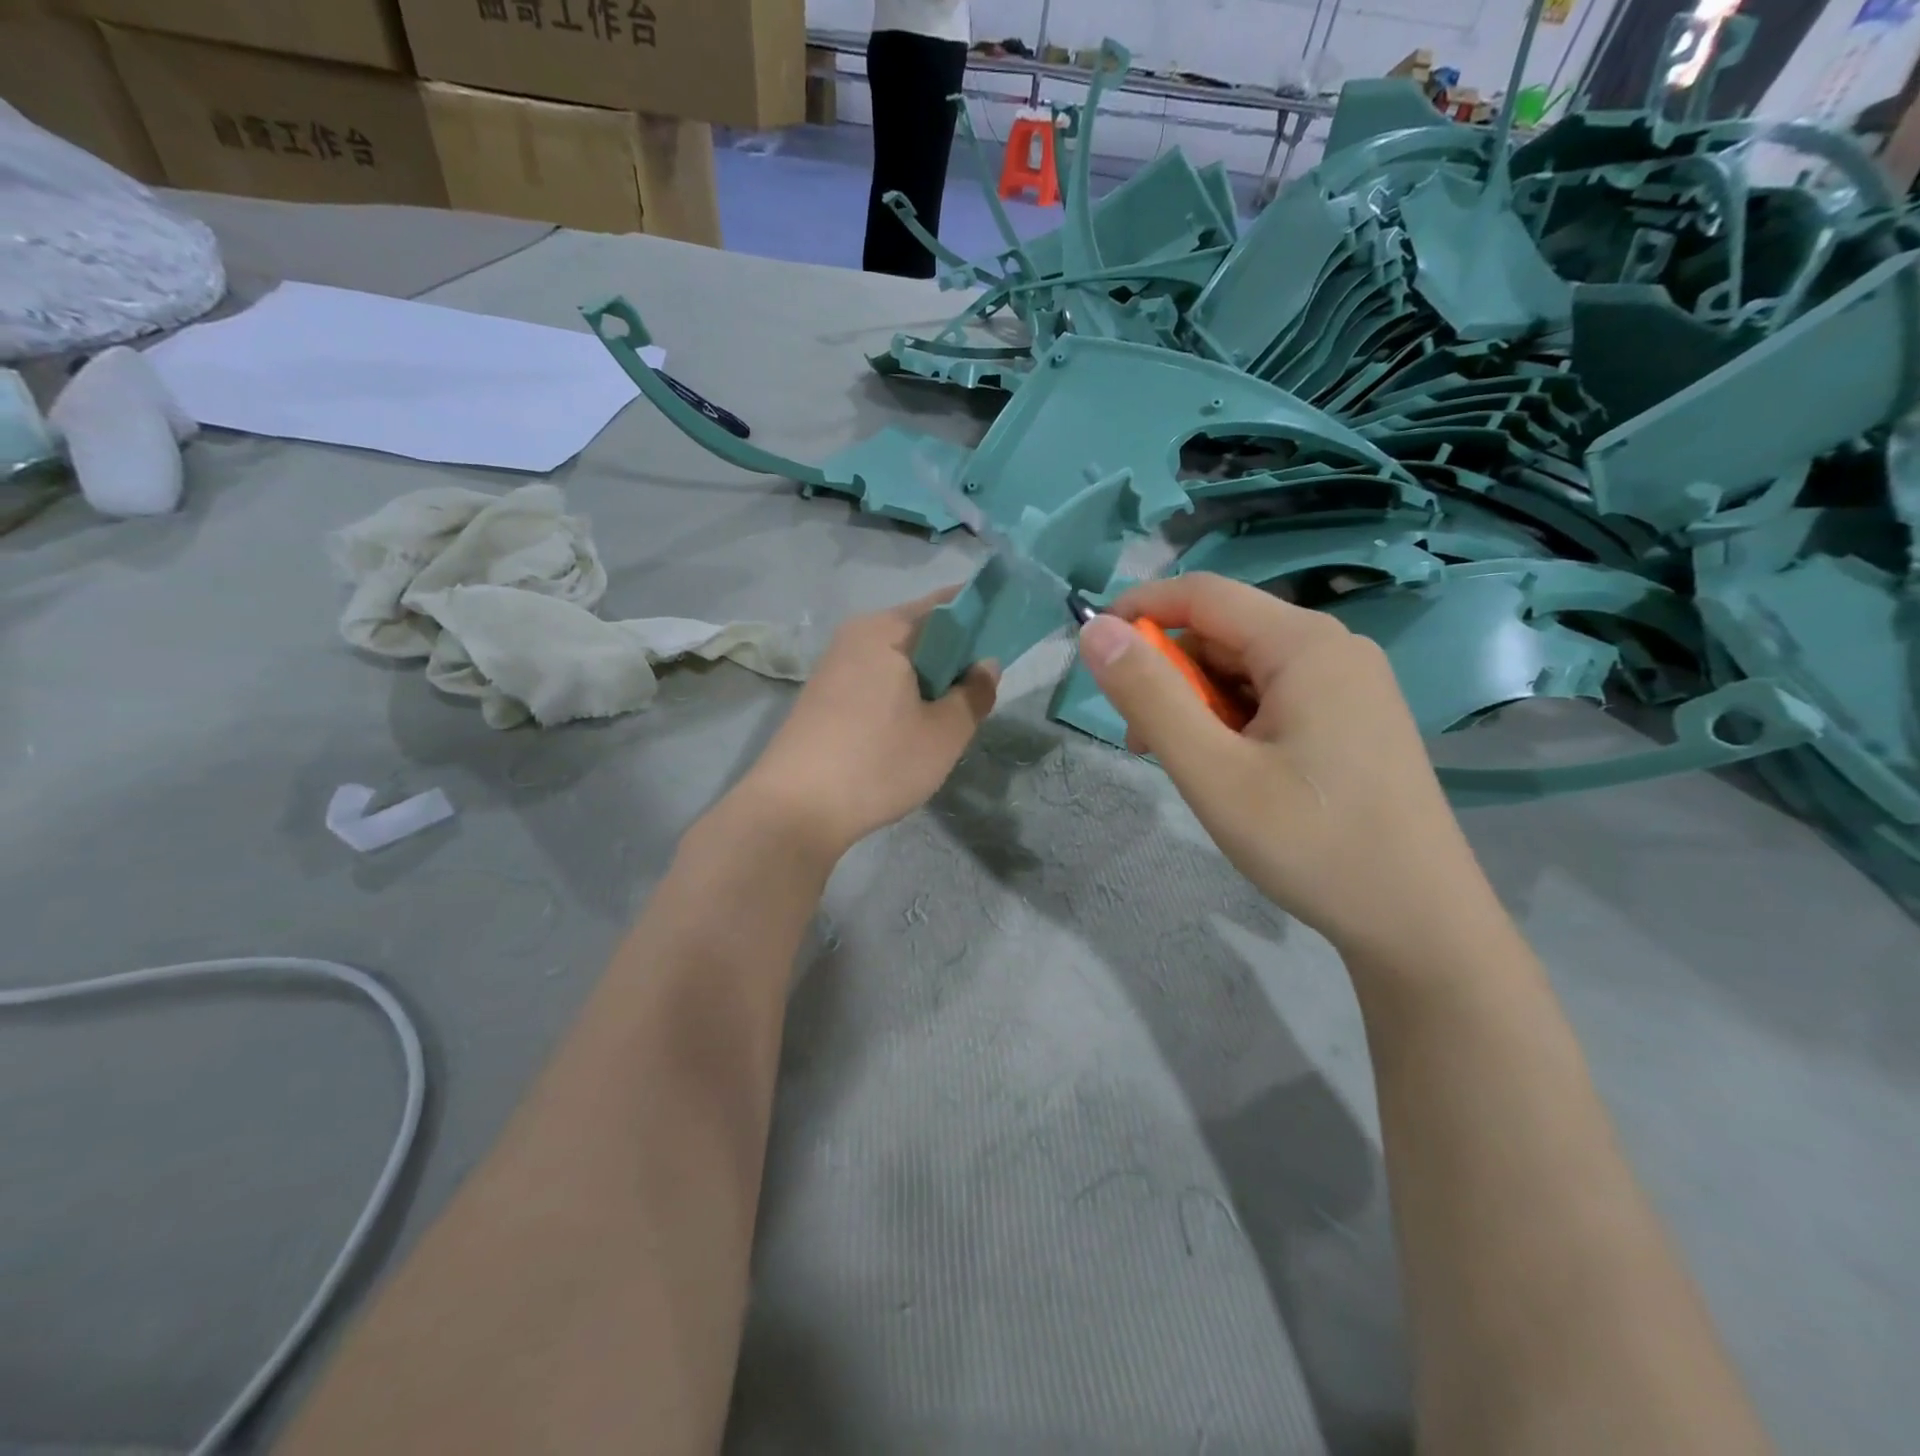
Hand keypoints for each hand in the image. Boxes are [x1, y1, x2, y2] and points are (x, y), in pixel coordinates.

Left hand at [739, 587, 998, 861]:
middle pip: (920, 631)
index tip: (1006, 637)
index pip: (946, 604)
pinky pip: (875, 681)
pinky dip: (900, 695)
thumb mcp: (944, 733)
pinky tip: (907, 732)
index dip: (981, 615)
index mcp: (886, 630)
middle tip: (978, 693)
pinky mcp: (822, 696)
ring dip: (926, 680)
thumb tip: (985, 665)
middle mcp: (855, 636)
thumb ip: (974, 693)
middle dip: (954, 656)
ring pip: (897, 660)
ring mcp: (834, 666)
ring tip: (945, 718)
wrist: (794, 810)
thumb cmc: (879, 763)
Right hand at [1077, 573, 1499, 961]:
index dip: (1139, 609)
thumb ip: (1149, 696)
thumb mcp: (1212, 772)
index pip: (1202, 593)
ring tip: (1186, 766)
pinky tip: (1229, 771)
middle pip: (1224, 633)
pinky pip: (1274, 697)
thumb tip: (1096, 632)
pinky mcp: (1354, 718)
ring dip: (1198, 704)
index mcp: (1304, 645)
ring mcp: (1350, 684)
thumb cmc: (1311, 844)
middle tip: (1142, 741)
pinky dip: (1233, 721)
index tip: (1094, 654)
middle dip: (1169, 675)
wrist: (1419, 922)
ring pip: (1246, 669)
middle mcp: (1333, 648)